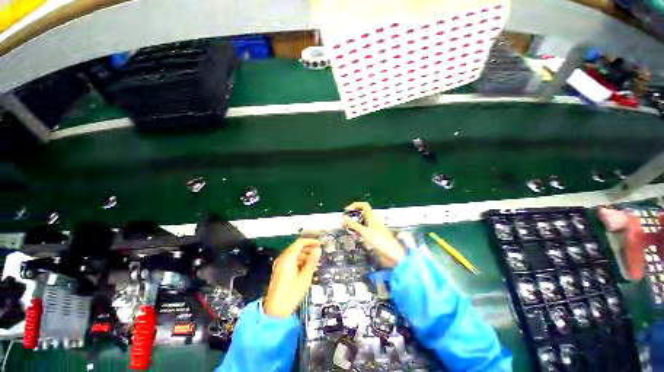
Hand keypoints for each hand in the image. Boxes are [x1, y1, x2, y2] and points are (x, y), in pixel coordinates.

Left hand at [263, 238, 321, 317]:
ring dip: (304, 255)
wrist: (275, 311)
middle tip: (318, 252)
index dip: (310, 241)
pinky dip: (299, 260)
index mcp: (287, 258)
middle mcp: (282, 259)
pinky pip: (290, 260)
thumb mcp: (305, 277)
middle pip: (296, 247)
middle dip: (308, 248)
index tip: (319, 243)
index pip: (300, 243)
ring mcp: (279, 265)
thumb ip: (312, 261)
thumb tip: (318, 250)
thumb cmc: (291, 294)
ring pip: (293, 253)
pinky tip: (306, 267)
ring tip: (314, 261)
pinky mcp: (279, 271)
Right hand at [342, 202, 404, 267]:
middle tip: (346, 222)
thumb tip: (344, 219)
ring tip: (351, 231)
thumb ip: (353, 225)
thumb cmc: (382, 241)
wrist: (392, 254)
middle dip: (353, 218)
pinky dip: (358, 233)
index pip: (363, 205)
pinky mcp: (373, 236)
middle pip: (361, 215)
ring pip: (361, 223)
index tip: (348, 210)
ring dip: (355, 226)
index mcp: (372, 217)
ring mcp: (373, 229)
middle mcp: (373, 221)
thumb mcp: (364, 232)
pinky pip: (363, 231)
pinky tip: (357, 237)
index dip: (355, 205)